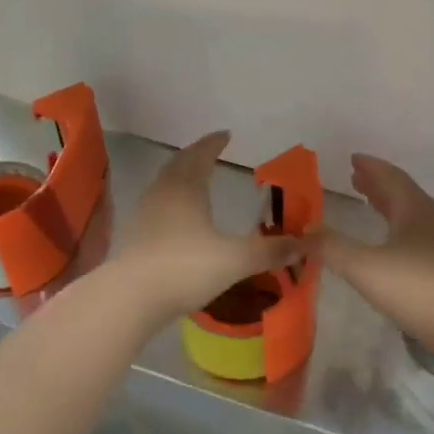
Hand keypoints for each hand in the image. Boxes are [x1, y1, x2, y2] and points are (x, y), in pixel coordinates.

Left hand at [113, 131, 305, 323]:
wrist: (129, 298)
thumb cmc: (185, 268)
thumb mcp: (235, 260)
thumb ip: (269, 251)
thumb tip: (304, 244)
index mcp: (186, 188)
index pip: (201, 155)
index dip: (214, 143)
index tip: (226, 134)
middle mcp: (162, 193)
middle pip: (178, 164)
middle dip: (195, 155)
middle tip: (210, 151)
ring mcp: (144, 214)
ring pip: (164, 184)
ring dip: (180, 176)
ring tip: (194, 180)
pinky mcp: (134, 236)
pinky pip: (156, 206)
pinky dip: (170, 200)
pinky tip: (177, 218)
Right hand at [322, 154, 433, 362]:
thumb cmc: (415, 287)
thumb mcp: (363, 266)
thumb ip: (331, 247)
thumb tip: (301, 232)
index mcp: (414, 209)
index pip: (390, 178)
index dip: (370, 167)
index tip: (353, 159)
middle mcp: (432, 219)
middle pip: (403, 194)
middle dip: (378, 185)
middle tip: (356, 179)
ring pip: (413, 215)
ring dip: (390, 206)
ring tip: (371, 204)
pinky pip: (419, 236)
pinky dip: (399, 229)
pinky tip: (392, 246)